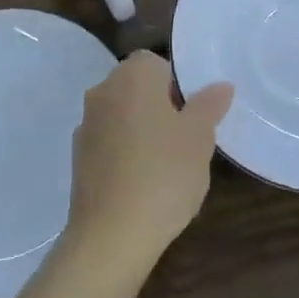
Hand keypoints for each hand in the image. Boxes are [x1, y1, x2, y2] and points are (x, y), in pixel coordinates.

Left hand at [65, 51, 232, 272]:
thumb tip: (220, 85)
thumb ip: (209, 106)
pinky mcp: (77, 155)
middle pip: (138, 87)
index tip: (193, 116)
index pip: (157, 63)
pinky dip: (125, 152)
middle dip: (162, 107)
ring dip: (142, 129)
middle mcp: (103, 90)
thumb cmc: (162, 175)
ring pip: (123, 114)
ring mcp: (86, 123)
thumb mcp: (199, 139)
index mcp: (132, 76)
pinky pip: (109, 141)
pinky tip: (142, 183)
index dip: (179, 86)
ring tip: (167, 166)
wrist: (110, 235)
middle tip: (186, 141)